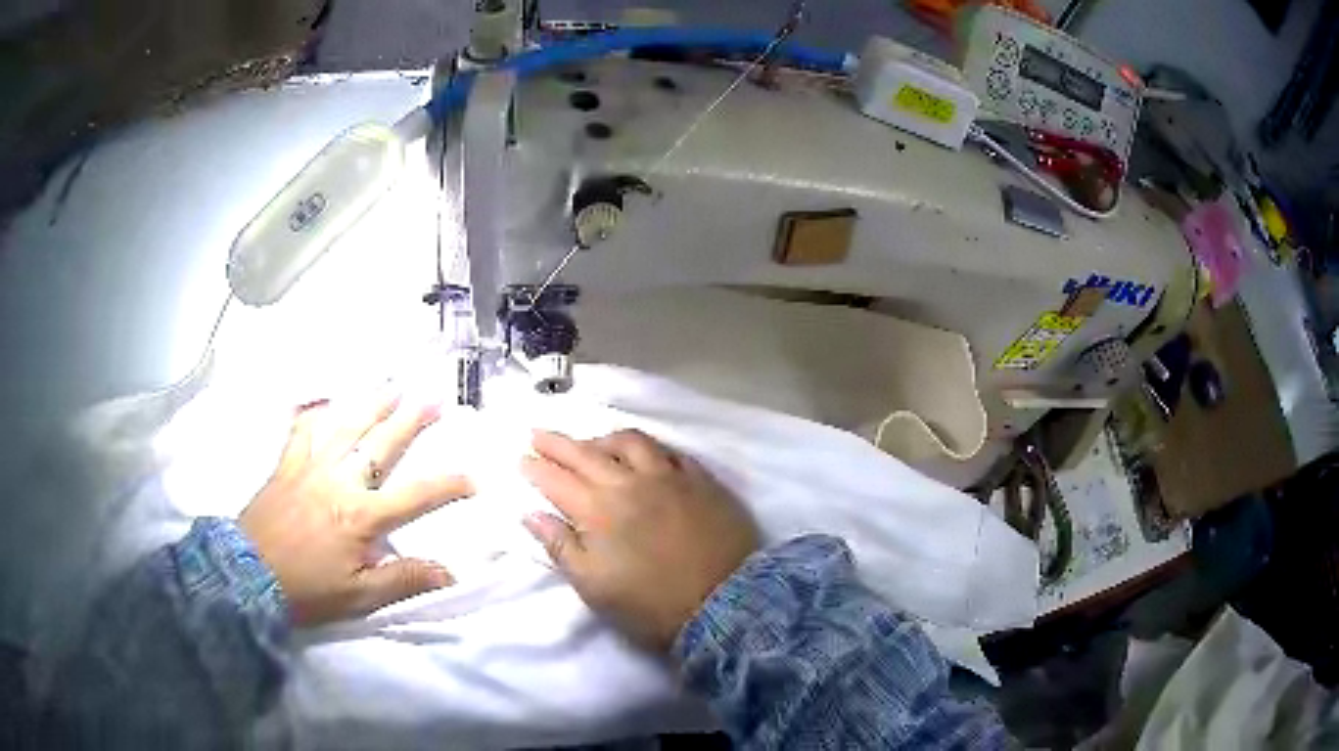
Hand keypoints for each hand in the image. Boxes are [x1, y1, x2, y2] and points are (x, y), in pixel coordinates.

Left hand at [239, 389, 472, 626]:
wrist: (248, 576)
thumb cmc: (307, 590)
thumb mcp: (360, 596)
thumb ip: (404, 580)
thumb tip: (449, 571)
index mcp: (362, 516)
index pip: (416, 495)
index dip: (448, 485)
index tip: (473, 477)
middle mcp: (340, 481)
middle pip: (381, 445)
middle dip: (410, 421)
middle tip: (433, 398)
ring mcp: (310, 467)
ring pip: (345, 427)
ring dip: (370, 405)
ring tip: (390, 387)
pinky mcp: (286, 465)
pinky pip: (301, 430)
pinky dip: (313, 414)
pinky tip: (323, 403)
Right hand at [521, 429, 758, 651]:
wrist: (722, 605)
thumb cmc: (649, 605)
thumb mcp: (593, 587)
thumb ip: (560, 546)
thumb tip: (531, 515)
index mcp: (598, 510)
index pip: (557, 479)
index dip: (536, 467)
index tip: (522, 458)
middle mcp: (630, 482)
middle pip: (586, 453)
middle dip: (558, 443)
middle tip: (539, 434)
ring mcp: (669, 477)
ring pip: (631, 442)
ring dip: (604, 439)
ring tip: (592, 443)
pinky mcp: (702, 481)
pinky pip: (671, 452)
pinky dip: (651, 449)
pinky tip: (646, 454)